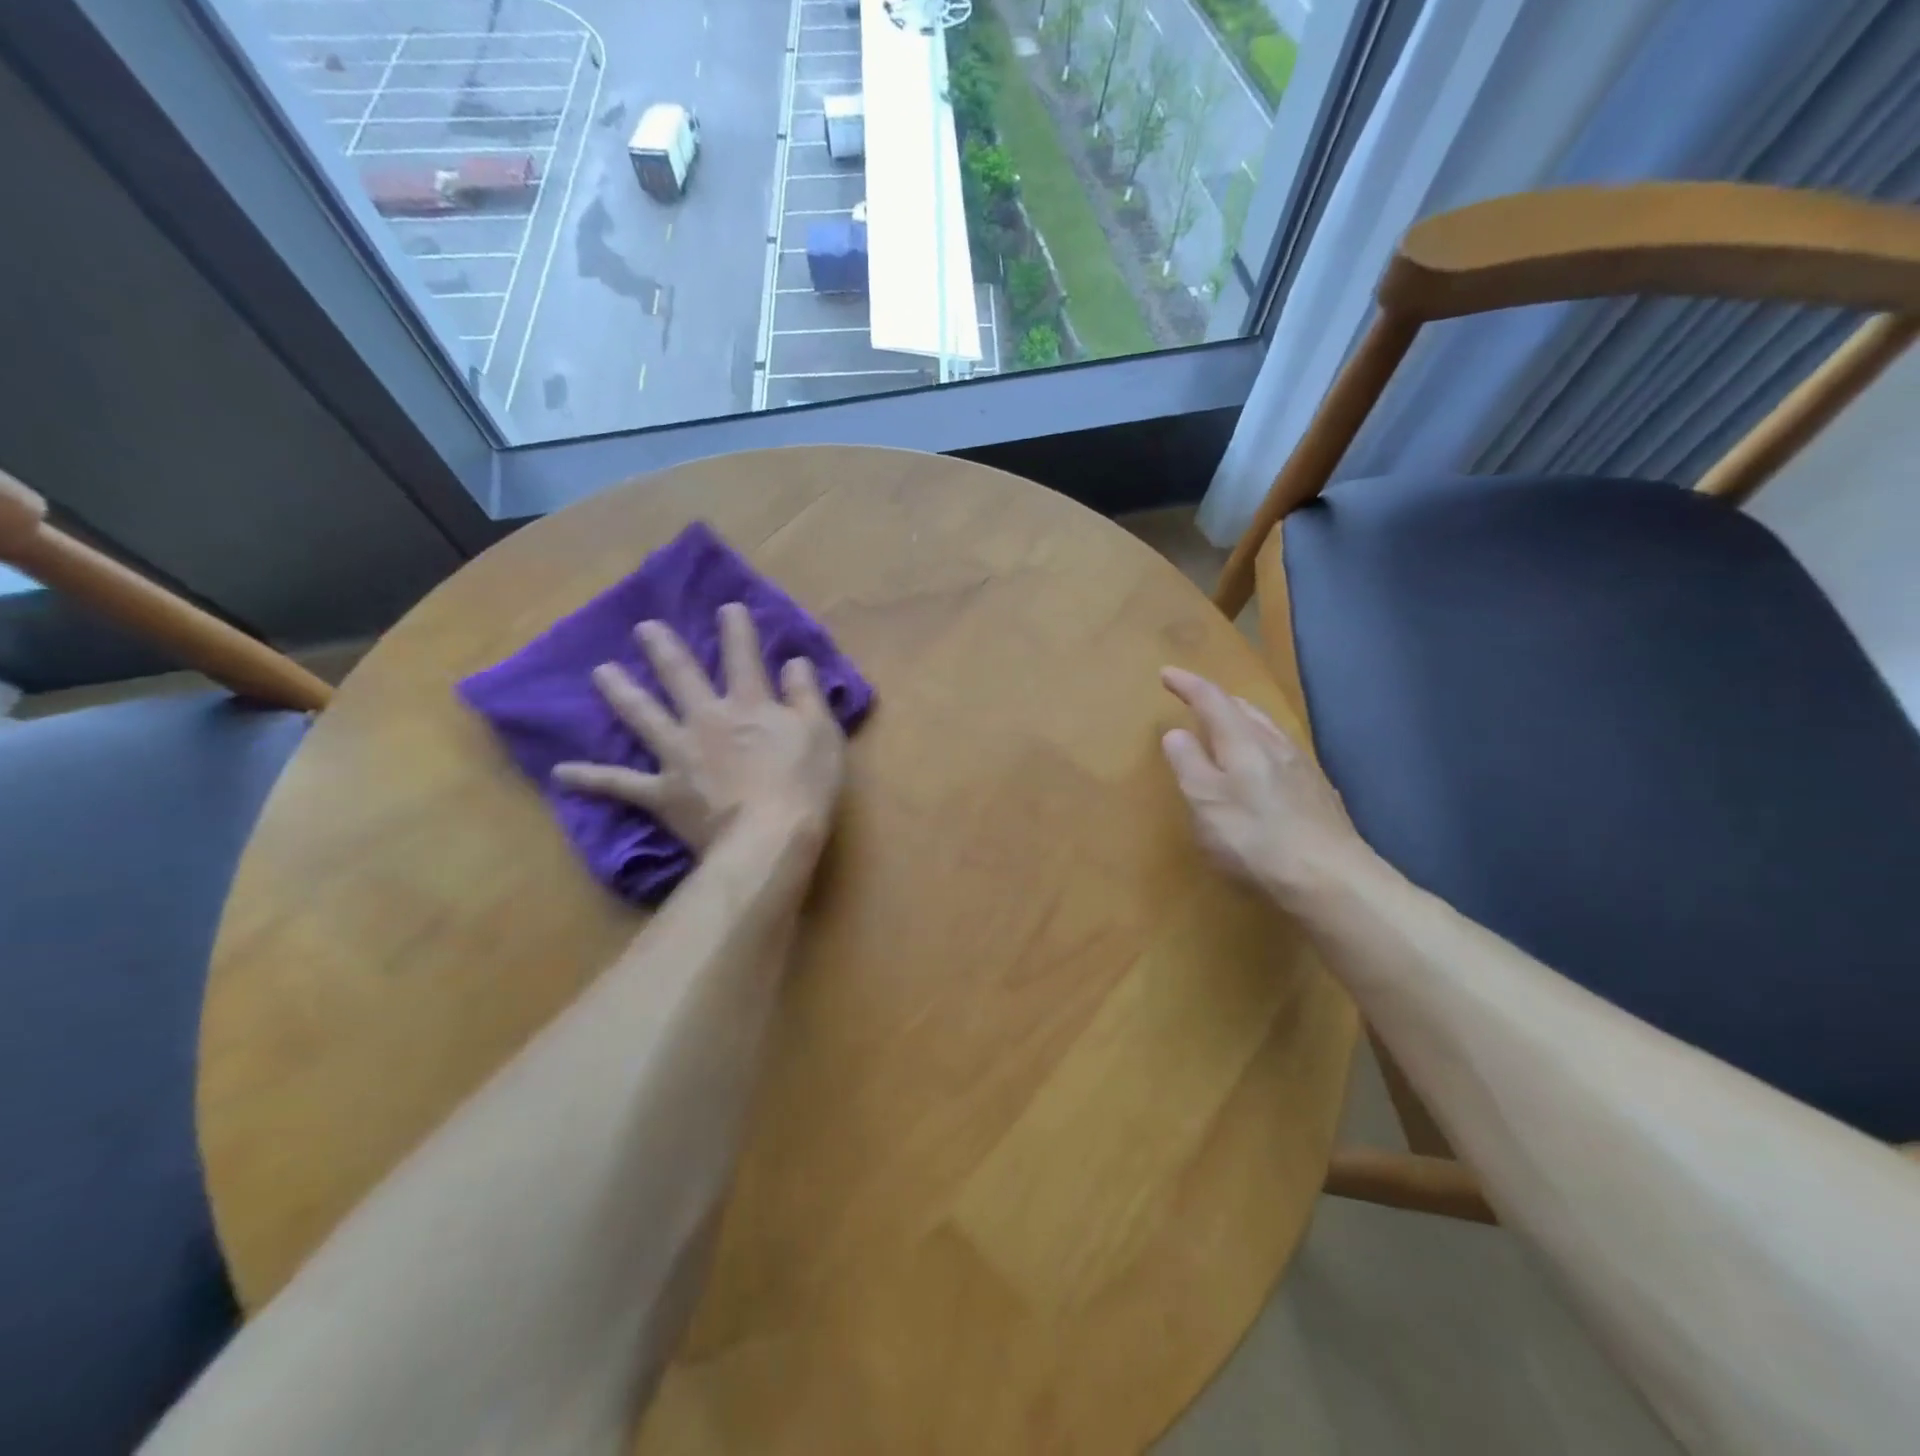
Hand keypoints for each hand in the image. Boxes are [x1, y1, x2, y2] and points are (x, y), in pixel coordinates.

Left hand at [553, 604, 846, 854]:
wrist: (769, 838)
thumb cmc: (804, 786)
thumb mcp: (821, 733)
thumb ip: (805, 694)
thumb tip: (793, 661)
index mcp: (749, 706)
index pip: (743, 658)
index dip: (737, 631)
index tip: (727, 608)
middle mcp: (707, 720)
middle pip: (681, 677)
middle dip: (664, 649)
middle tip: (644, 628)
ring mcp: (679, 755)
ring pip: (643, 716)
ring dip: (621, 693)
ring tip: (600, 672)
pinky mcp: (663, 792)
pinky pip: (621, 784)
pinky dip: (592, 778)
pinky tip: (562, 773)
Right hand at [1159, 667, 1372, 906]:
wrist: (1331, 880)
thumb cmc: (1255, 838)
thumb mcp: (1205, 802)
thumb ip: (1188, 763)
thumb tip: (1177, 732)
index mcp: (1244, 742)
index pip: (1212, 700)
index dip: (1188, 685)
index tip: (1166, 673)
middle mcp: (1276, 746)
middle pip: (1246, 710)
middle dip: (1219, 700)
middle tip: (1197, 700)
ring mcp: (1303, 769)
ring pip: (1269, 731)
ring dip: (1244, 722)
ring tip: (1229, 729)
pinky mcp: (1319, 795)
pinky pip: (1284, 755)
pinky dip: (1263, 749)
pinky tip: (1265, 769)